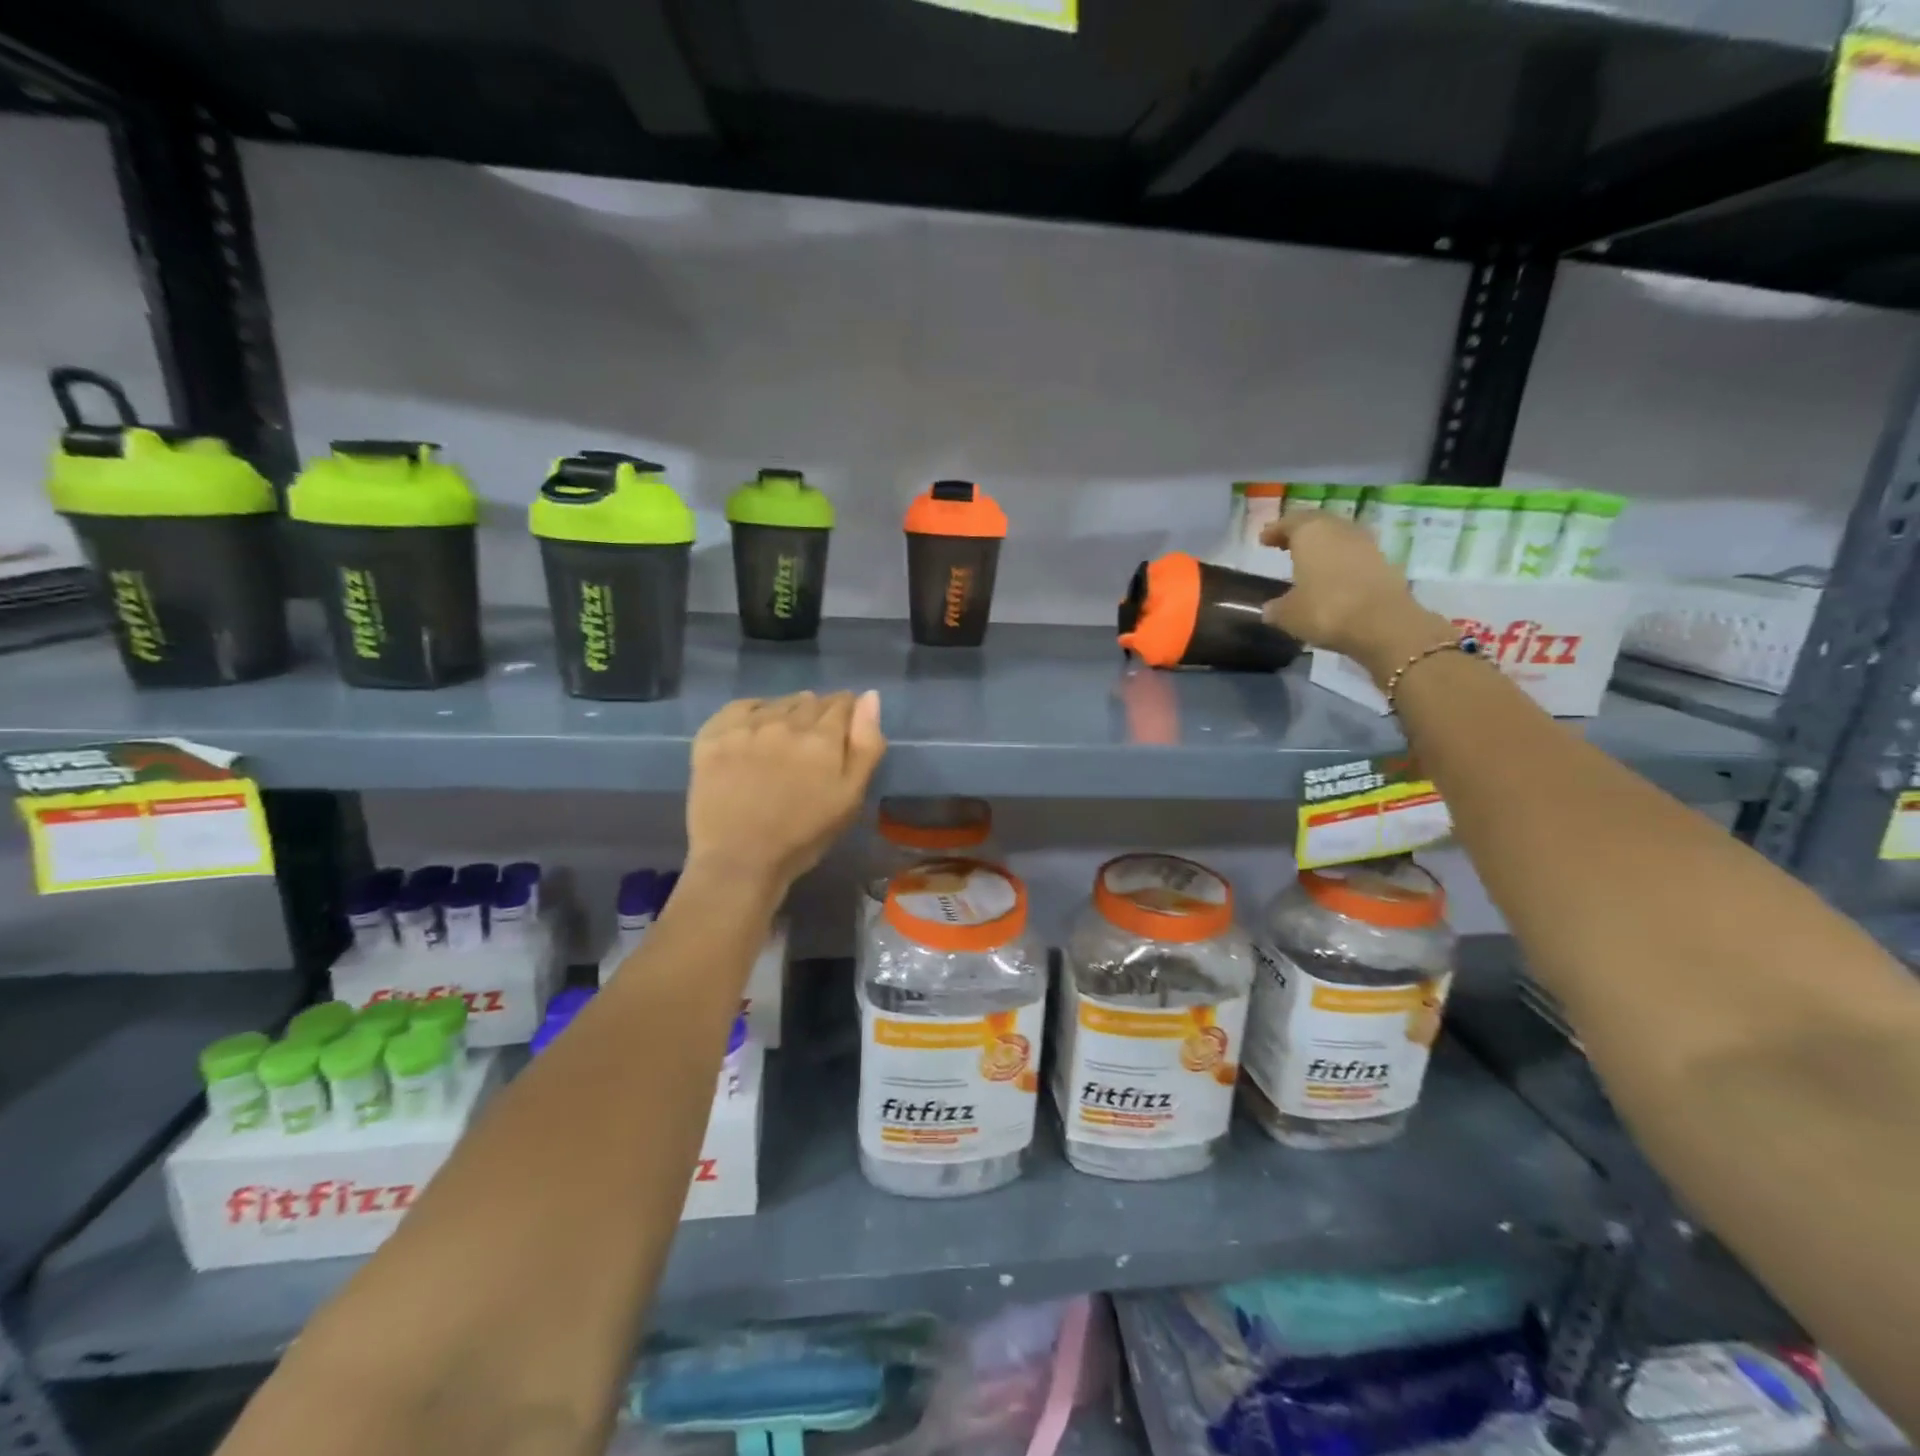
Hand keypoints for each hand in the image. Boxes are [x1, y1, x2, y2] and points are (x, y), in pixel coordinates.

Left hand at [686, 691, 886, 891]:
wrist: (738, 861)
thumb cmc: (803, 836)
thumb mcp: (850, 798)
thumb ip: (866, 745)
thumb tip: (870, 696)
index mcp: (822, 738)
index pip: (842, 704)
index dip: (848, 713)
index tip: (845, 729)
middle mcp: (784, 722)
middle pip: (810, 701)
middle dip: (819, 714)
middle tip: (815, 742)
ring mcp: (745, 727)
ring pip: (778, 703)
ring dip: (788, 712)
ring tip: (786, 737)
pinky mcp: (713, 735)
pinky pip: (740, 706)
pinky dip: (754, 711)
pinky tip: (756, 728)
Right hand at [1260, 513, 1455, 678]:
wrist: (1383, 624)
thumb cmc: (1325, 610)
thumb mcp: (1288, 614)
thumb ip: (1276, 608)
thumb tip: (1270, 608)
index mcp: (1311, 533)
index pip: (1290, 522)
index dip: (1275, 530)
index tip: (1264, 539)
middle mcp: (1340, 531)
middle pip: (1318, 524)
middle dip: (1300, 533)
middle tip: (1286, 544)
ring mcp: (1366, 545)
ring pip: (1339, 538)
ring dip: (1324, 547)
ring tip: (1310, 562)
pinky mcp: (1384, 563)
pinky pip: (1355, 556)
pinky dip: (1341, 562)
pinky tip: (1333, 579)